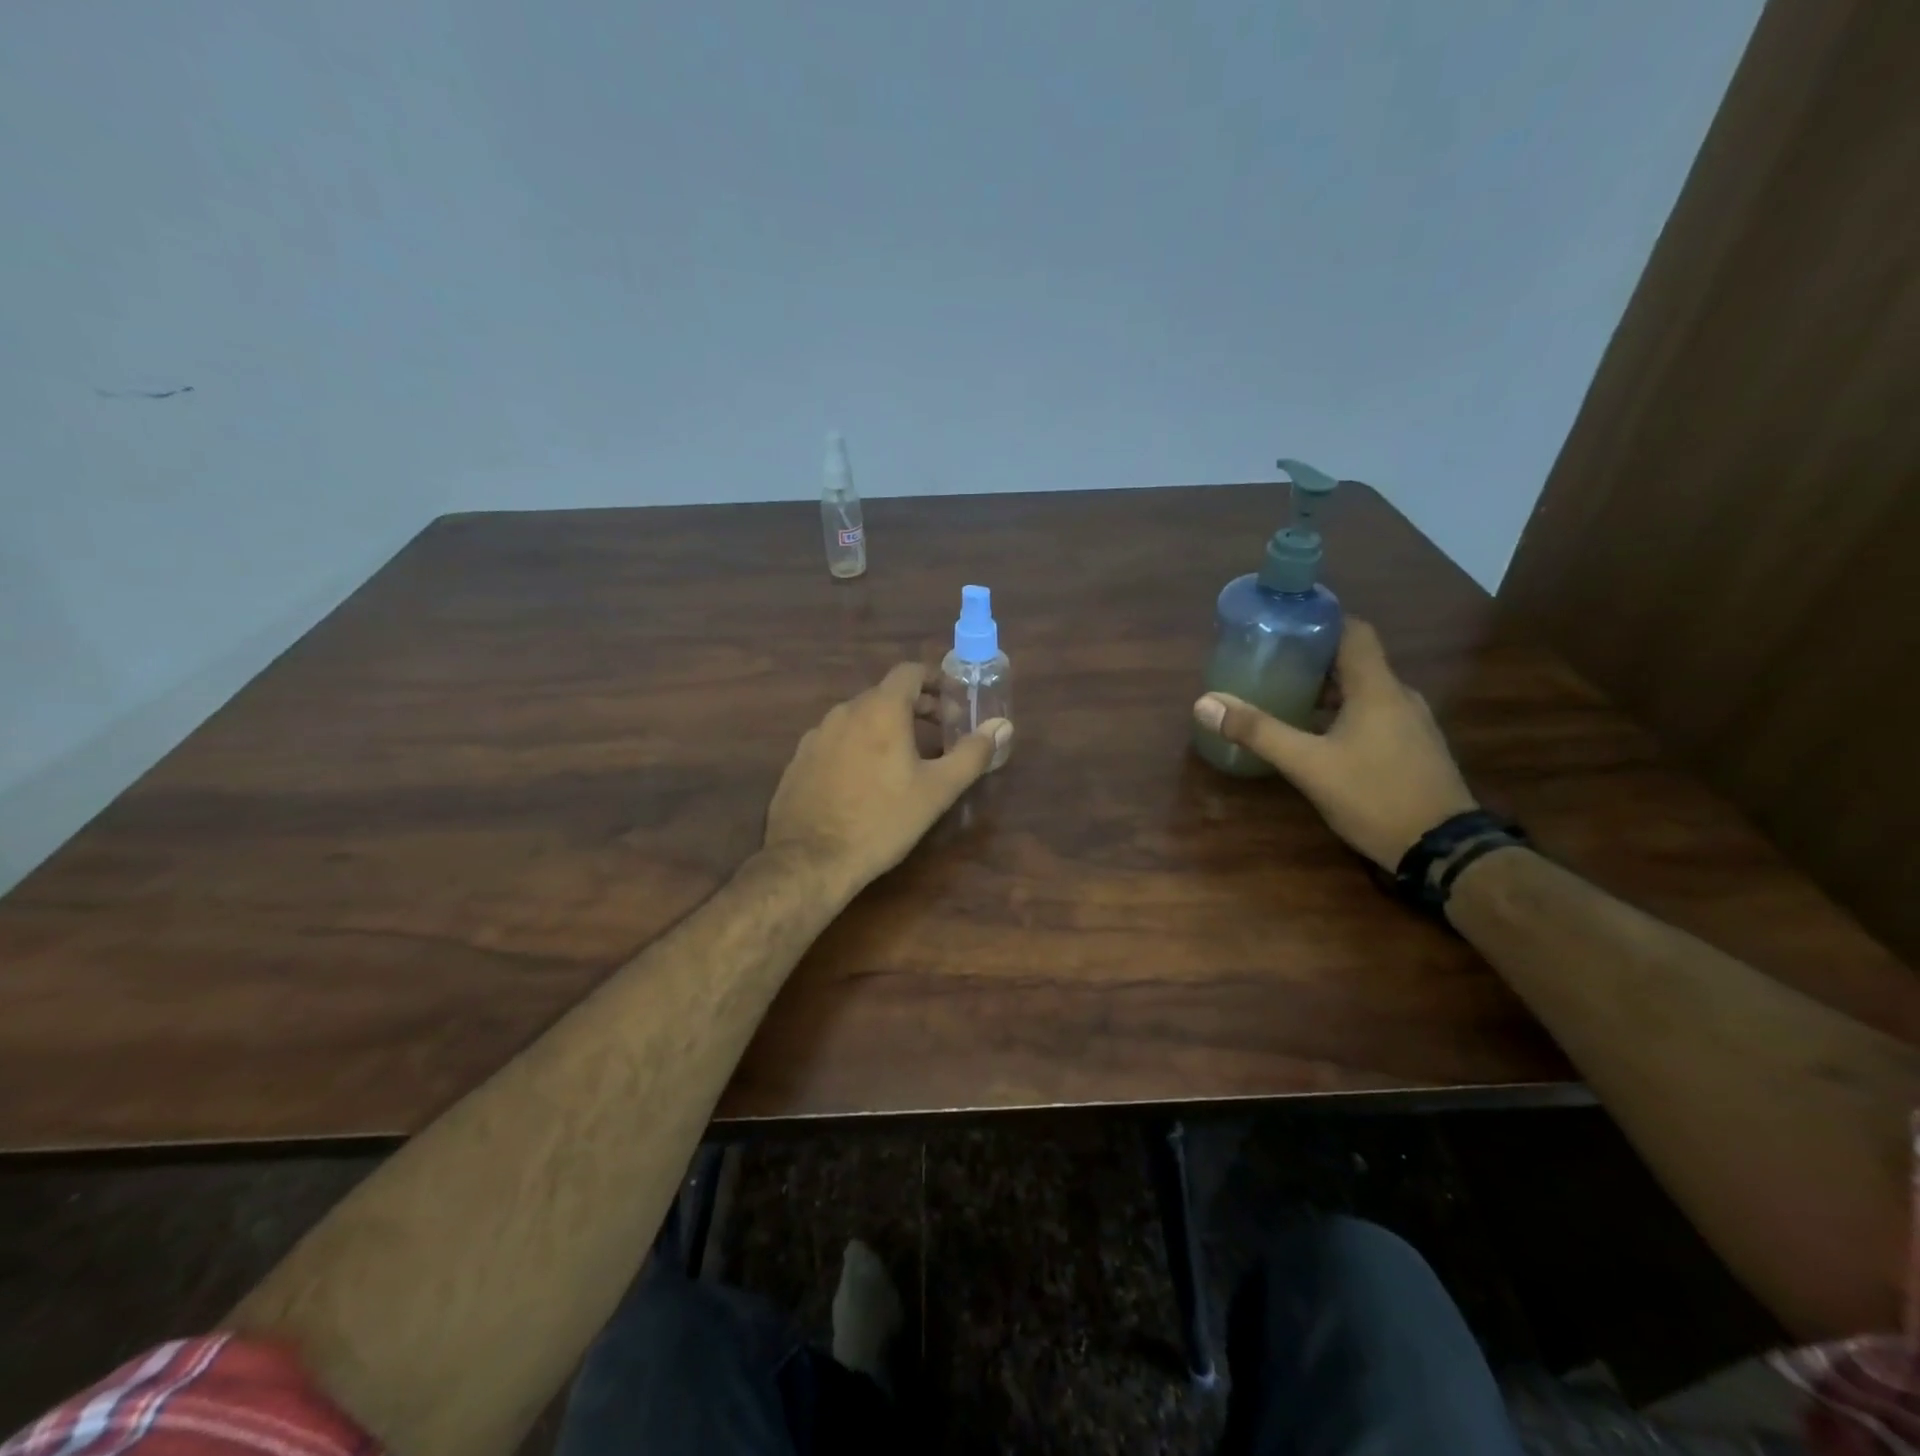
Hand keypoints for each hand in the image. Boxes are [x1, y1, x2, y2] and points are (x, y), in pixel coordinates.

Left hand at [765, 663, 1012, 896]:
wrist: (810, 860)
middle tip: (938, 733)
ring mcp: (816, 735)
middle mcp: (844, 712)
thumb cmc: (882, 821)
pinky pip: (836, 740)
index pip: (909, 672)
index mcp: (880, 710)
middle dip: (915, 707)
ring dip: (885, 727)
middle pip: (884, 694)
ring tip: (904, 758)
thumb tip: (1002, 726)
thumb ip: (972, 754)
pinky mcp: (799, 760)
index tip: (952, 702)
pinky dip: (857, 746)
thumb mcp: (937, 790)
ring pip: (858, 718)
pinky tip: (864, 780)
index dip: (934, 680)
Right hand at [1191, 620, 1475, 868]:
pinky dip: (1344, 714)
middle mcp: (1399, 697)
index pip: (1354, 631)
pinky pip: (1375, 715)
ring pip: (1364, 691)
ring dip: (1328, 691)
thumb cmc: (1374, 796)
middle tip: (1271, 664)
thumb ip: (1258, 732)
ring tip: (1286, 698)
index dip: (1321, 621)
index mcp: (1377, 688)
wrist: (1443, 850)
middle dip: (1313, 660)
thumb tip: (1206, 703)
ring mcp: (1411, 724)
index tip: (1284, 624)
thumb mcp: (1308, 765)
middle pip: (1355, 661)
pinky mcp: (1414, 749)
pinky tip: (1318, 737)